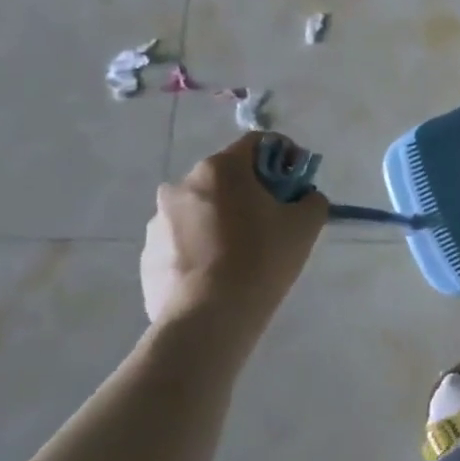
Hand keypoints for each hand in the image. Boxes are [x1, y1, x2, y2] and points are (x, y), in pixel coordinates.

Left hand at [140, 133, 327, 328]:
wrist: (208, 318)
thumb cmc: (261, 258)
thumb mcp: (306, 224)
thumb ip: (311, 198)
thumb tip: (302, 198)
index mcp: (220, 170)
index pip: (257, 142)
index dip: (284, 155)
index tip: (297, 181)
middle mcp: (182, 186)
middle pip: (227, 176)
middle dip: (253, 190)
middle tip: (276, 218)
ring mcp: (159, 221)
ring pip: (203, 208)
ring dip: (226, 218)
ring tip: (246, 252)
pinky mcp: (148, 254)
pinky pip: (185, 239)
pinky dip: (205, 245)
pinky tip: (222, 272)